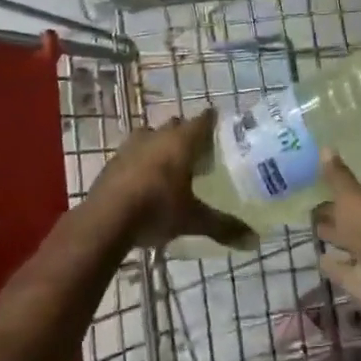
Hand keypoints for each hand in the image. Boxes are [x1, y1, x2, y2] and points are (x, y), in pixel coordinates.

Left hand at [84, 112, 255, 250]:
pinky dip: (141, 159)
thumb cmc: (156, 209)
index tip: (219, 123)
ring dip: (160, 143)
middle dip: (185, 133)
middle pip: (175, 125)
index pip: (202, 121)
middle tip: (197, 150)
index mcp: (181, 142)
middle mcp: (157, 136)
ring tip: (169, 162)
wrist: (105, 220)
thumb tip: (254, 240)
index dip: (211, 120)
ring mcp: (131, 146)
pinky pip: (132, 152)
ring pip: (151, 135)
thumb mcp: (193, 220)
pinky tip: (144, 178)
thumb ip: (223, 226)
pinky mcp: (113, 161)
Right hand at [312, 154, 360, 324]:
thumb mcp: (351, 196)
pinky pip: (349, 269)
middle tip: (310, 206)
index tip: (322, 182)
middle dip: (337, 211)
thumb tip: (325, 147)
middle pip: (358, 215)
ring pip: (353, 242)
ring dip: (336, 237)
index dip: (345, 184)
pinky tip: (319, 260)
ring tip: (312, 230)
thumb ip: (337, 176)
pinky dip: (336, 265)